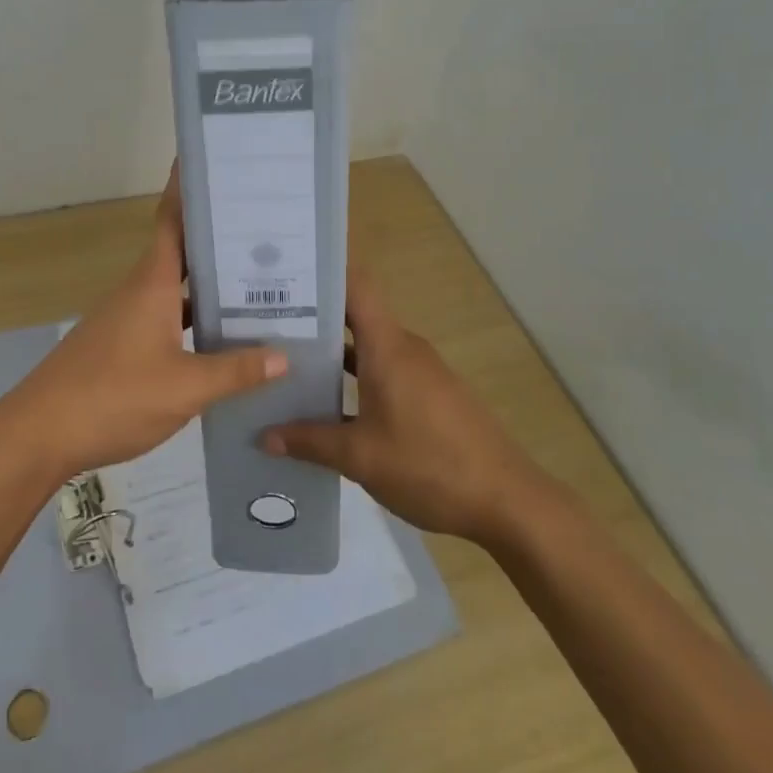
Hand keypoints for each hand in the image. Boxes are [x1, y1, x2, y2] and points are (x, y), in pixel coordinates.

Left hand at [0, 168, 285, 485]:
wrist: (40, 434)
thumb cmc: (113, 396)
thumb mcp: (184, 387)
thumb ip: (235, 371)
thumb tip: (284, 356)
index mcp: (153, 283)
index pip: (173, 220)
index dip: (188, 188)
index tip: (211, 161)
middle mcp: (139, 291)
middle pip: (182, 252)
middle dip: (218, 238)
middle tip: (266, 228)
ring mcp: (127, 318)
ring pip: (176, 289)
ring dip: (209, 284)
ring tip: (259, 284)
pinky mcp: (121, 345)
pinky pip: (166, 318)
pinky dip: (193, 319)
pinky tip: (220, 340)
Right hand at [261, 267, 544, 545]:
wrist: (507, 501)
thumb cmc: (430, 465)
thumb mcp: (361, 457)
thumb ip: (310, 441)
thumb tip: (265, 435)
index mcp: (387, 346)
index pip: (355, 285)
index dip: (323, 271)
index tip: (285, 270)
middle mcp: (404, 347)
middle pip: (355, 315)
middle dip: (313, 316)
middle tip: (264, 321)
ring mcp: (420, 370)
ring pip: (367, 346)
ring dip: (332, 352)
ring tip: (286, 361)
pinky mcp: (430, 394)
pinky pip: (383, 369)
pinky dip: (354, 376)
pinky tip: (328, 402)